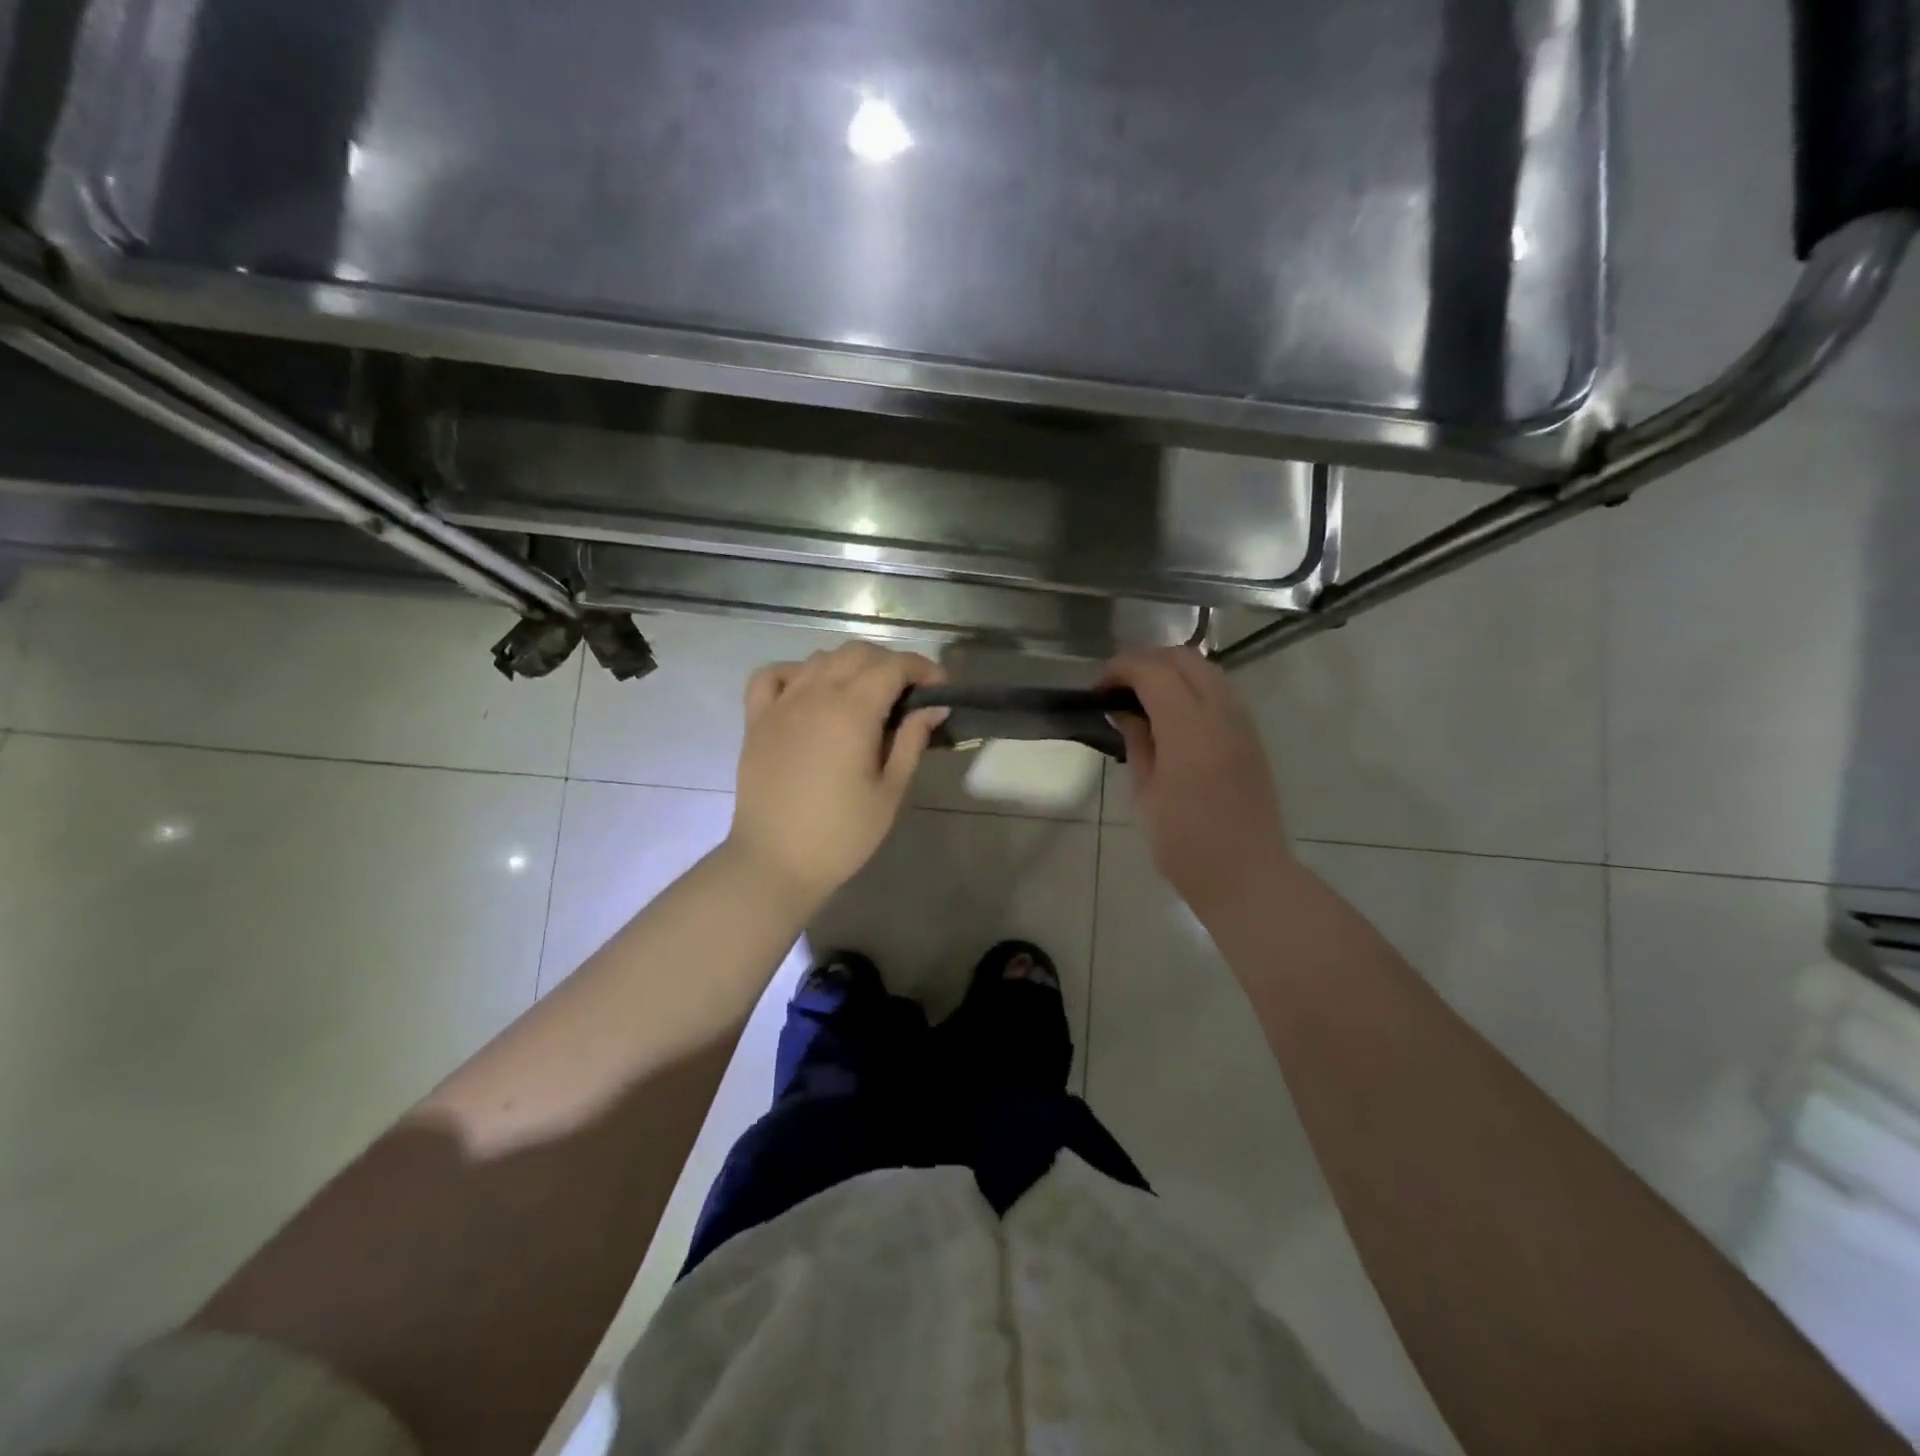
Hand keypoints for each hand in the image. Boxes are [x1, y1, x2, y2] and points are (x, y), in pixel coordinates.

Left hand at [726, 642, 947, 912]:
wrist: (775, 862)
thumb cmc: (841, 834)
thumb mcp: (890, 791)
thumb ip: (912, 741)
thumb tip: (934, 706)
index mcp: (852, 712)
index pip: (893, 666)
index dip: (922, 668)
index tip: (940, 688)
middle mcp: (815, 695)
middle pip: (857, 653)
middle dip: (889, 664)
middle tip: (907, 695)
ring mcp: (781, 704)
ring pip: (819, 658)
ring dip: (849, 666)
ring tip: (864, 697)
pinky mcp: (756, 719)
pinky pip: (772, 675)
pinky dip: (795, 672)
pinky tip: (809, 692)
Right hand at [1100, 647, 1293, 920]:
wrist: (1246, 875)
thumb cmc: (1185, 843)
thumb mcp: (1146, 793)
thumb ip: (1137, 742)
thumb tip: (1123, 712)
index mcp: (1188, 728)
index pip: (1153, 671)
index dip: (1121, 669)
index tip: (1098, 687)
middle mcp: (1221, 713)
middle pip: (1184, 659)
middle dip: (1147, 661)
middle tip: (1118, 686)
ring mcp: (1242, 722)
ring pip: (1208, 670)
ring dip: (1172, 671)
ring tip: (1143, 697)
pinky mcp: (1251, 736)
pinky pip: (1221, 691)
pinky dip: (1193, 687)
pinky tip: (1173, 714)